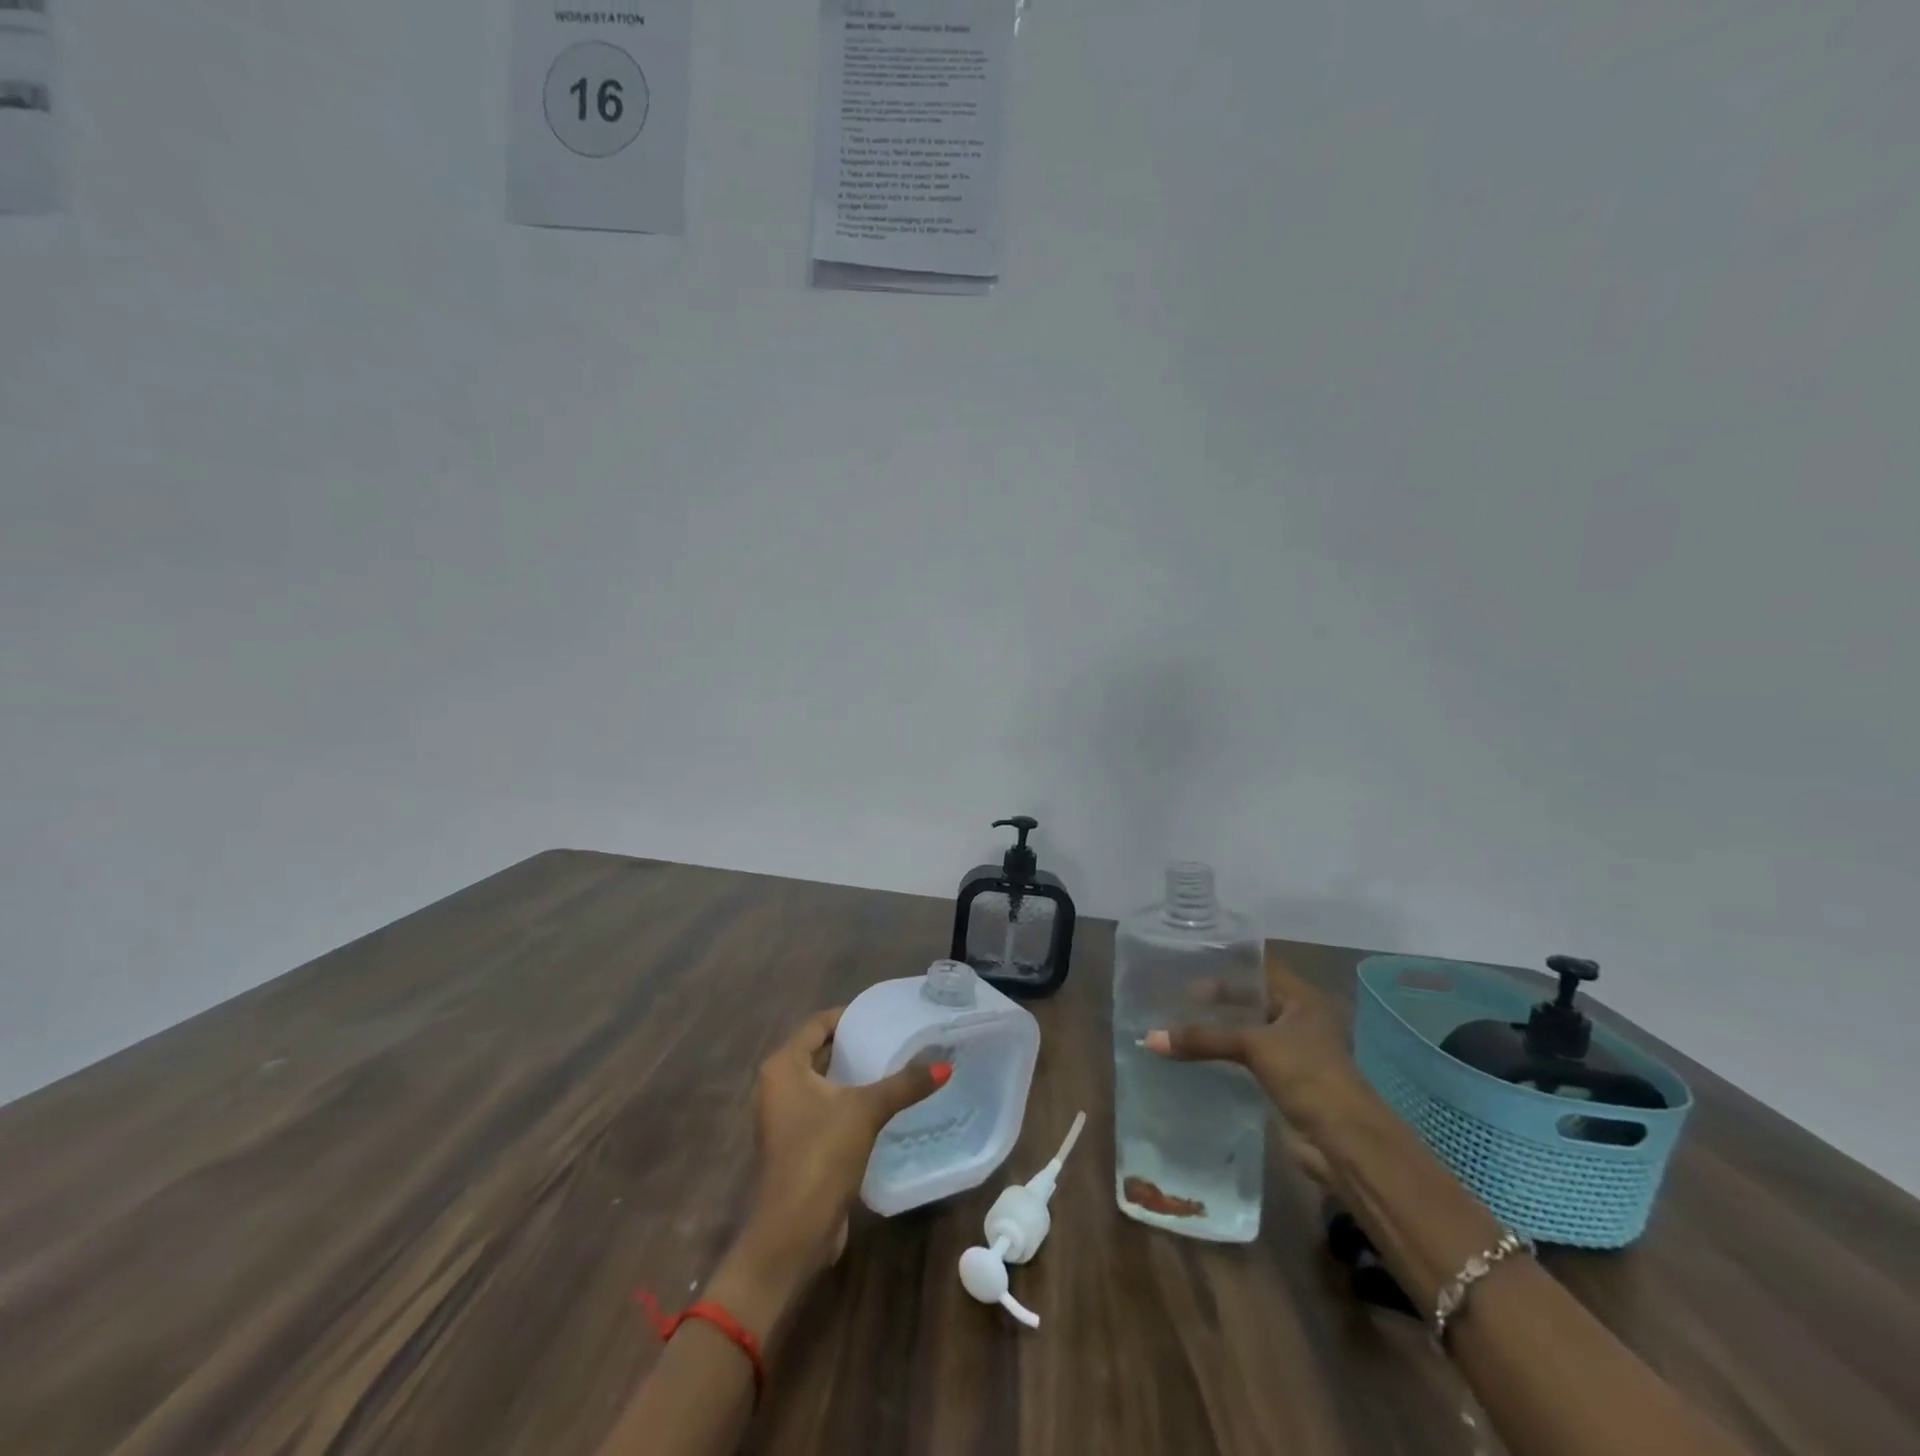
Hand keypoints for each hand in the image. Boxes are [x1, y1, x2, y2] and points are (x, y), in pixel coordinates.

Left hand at [735, 1008, 945, 1288]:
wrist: (793, 1233)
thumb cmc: (820, 1156)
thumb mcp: (865, 1111)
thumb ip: (904, 1085)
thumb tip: (944, 1066)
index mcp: (783, 1067)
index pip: (818, 1024)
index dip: (849, 1015)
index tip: (883, 1013)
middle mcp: (777, 1086)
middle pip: (819, 1051)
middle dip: (854, 1044)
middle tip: (894, 1036)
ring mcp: (784, 1118)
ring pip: (823, 1082)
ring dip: (852, 1074)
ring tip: (893, 1064)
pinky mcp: (796, 1144)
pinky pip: (824, 1108)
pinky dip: (848, 1101)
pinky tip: (881, 1103)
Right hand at [1145, 954, 1368, 1184]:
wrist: (1345, 1143)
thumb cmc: (1308, 1075)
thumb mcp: (1254, 1046)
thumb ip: (1204, 1038)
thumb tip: (1150, 1039)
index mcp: (1301, 998)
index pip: (1257, 968)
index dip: (1224, 965)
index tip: (1185, 964)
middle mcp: (1297, 1018)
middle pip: (1248, 999)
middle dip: (1213, 999)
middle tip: (1172, 995)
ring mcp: (1290, 1051)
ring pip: (1244, 1030)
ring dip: (1215, 1029)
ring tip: (1174, 1021)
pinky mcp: (1280, 1080)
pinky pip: (1243, 1058)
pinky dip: (1220, 1055)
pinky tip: (1190, 1054)